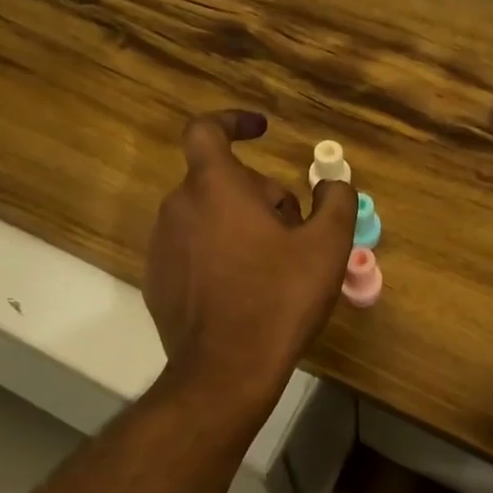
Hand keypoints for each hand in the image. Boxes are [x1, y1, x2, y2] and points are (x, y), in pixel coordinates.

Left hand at [145, 111, 358, 400]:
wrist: (224, 371)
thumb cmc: (278, 298)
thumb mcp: (326, 246)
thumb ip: (336, 201)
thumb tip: (333, 184)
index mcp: (213, 186)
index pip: (207, 129)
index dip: (233, 121)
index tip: (261, 130)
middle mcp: (178, 207)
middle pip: (221, 180)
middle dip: (259, 193)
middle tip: (294, 230)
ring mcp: (161, 245)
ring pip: (207, 215)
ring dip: (240, 224)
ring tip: (273, 264)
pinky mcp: (156, 280)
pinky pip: (192, 248)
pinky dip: (218, 253)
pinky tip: (244, 289)